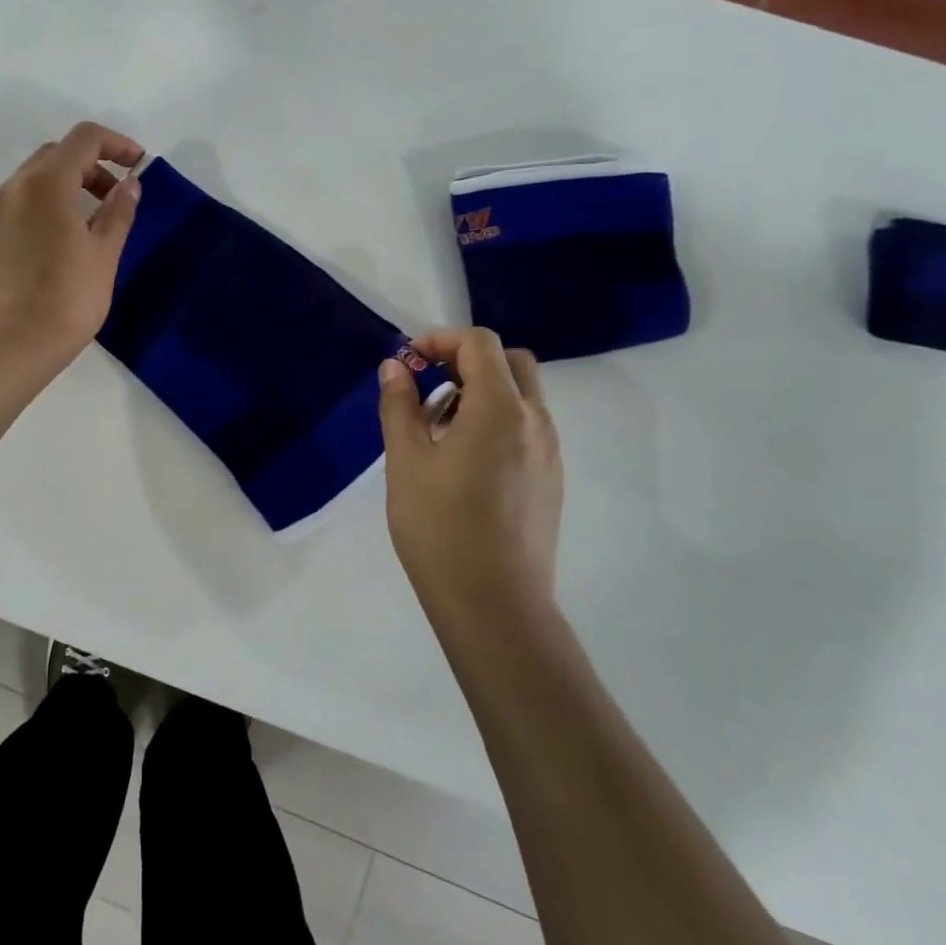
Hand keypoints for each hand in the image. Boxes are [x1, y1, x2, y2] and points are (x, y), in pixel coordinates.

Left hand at [0, 123, 143, 367]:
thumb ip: (119, 211)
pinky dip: (44, 209)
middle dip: (91, 165)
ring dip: (66, 187)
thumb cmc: (68, 298)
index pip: (84, 138)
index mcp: (47, 184)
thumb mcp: (104, 253)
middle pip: (56, 155)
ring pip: (34, 181)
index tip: (138, 165)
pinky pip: (18, 208)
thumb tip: (129, 184)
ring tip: (90, 222)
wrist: (12, 345)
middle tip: (116, 196)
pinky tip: (58, 245)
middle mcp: (14, 189)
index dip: (117, 143)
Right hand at [377, 328, 562, 631]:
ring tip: (436, 430)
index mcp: (501, 409)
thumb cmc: (440, 527)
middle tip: (427, 387)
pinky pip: (526, 428)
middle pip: (510, 363)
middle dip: (466, 361)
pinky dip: (495, 421)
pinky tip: (461, 462)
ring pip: (521, 396)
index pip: (480, 344)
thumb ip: (399, 405)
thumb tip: (395, 367)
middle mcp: (536, 422)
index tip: (409, 363)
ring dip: (480, 392)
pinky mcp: (550, 480)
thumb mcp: (406, 460)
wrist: (494, 605)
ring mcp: (549, 453)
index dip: (441, 340)